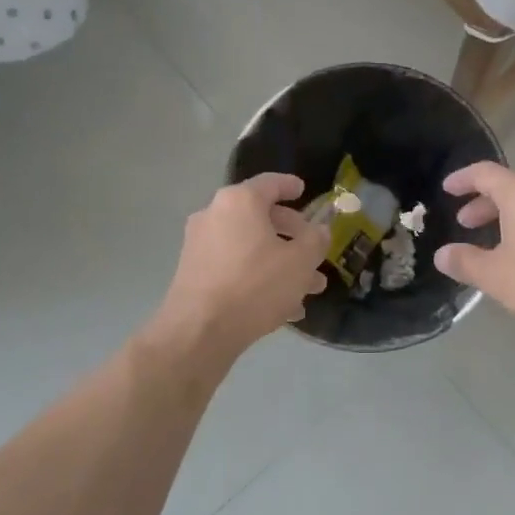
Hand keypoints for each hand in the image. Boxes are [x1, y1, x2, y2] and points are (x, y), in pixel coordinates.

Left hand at [154, 173, 329, 357]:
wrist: (200, 331)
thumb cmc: (255, 286)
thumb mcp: (300, 262)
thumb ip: (315, 240)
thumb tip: (319, 230)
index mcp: (239, 202)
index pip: (270, 183)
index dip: (290, 185)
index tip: (303, 190)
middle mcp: (215, 216)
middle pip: (260, 217)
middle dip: (292, 235)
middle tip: (314, 250)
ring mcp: (200, 245)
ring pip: (250, 247)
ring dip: (280, 262)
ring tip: (309, 287)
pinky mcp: (194, 273)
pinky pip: (235, 267)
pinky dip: (259, 277)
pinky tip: (284, 306)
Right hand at [433, 163, 514, 336]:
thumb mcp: (498, 277)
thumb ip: (466, 263)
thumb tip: (443, 254)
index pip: (485, 173)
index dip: (463, 179)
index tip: (447, 189)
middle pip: (513, 188)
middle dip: (486, 204)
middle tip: (467, 223)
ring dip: (513, 218)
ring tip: (500, 243)